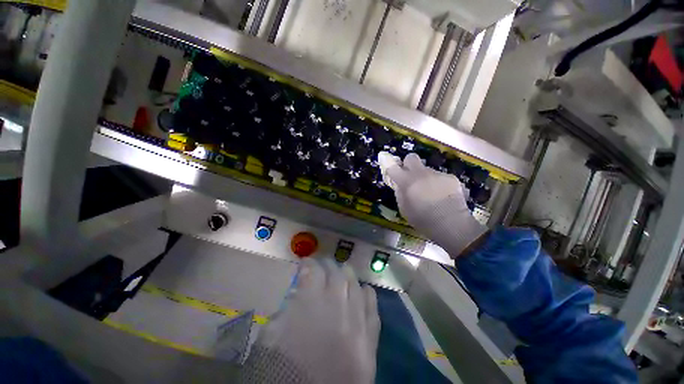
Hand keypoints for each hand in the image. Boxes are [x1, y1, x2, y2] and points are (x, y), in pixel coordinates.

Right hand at [247, 259, 379, 383]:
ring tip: (342, 271)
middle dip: (328, 265)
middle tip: (323, 265)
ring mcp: (357, 321)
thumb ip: (283, 312)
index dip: (308, 264)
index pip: (313, 272)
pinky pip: (373, 308)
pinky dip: (367, 295)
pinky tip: (363, 290)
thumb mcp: (270, 341)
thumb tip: (296, 293)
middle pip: (336, 274)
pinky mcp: (371, 338)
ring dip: (347, 275)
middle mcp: (337, 306)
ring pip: (355, 285)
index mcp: (311, 305)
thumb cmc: (286, 375)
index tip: (305, 263)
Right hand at [377, 152, 486, 256]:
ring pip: (427, 170)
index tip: (391, 171)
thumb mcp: (404, 209)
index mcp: (407, 182)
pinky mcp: (451, 177)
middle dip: (408, 164)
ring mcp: (437, 174)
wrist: (451, 224)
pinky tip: (443, 195)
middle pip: (411, 157)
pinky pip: (440, 177)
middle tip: (410, 176)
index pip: (393, 167)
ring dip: (425, 177)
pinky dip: (439, 184)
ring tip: (431, 192)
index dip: (390, 167)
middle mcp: (421, 173)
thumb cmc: (423, 220)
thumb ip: (399, 193)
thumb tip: (399, 185)